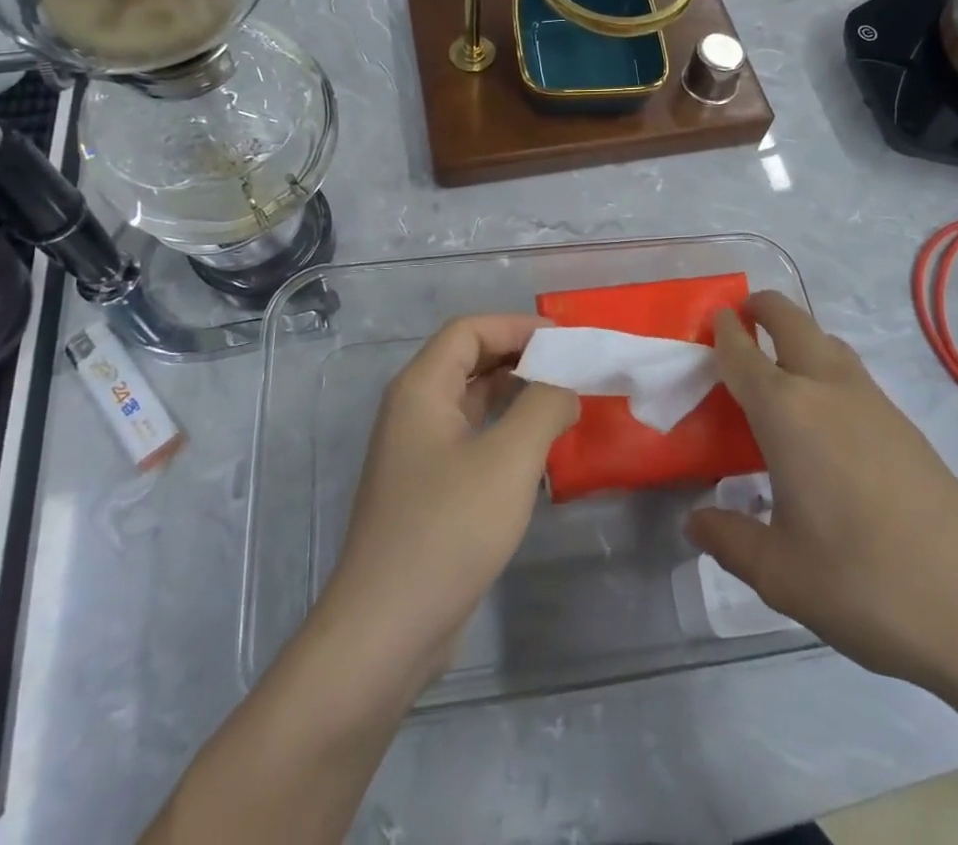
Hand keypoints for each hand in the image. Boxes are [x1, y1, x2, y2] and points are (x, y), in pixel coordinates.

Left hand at [318, 314, 578, 687]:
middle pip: (468, 360)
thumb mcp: (509, 460)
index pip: (468, 330)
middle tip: (571, 367)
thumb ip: (544, 407)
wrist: (386, 630)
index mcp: (421, 389)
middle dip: (519, 356)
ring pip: (470, 401)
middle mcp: (413, 410)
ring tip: (563, 400)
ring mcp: (417, 452)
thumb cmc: (448, 530)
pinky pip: (470, 438)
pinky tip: (538, 448)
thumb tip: (565, 387)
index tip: (564, 339)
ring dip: (514, 394)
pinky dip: (504, 429)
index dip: (516, 326)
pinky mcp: (427, 489)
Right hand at [686, 293, 957, 699]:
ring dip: (799, 337)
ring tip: (779, 372)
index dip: (724, 330)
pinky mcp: (906, 426)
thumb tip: (696, 522)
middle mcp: (828, 389)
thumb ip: (729, 539)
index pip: (743, 353)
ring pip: (828, 343)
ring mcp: (874, 403)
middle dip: (764, 308)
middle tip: (741, 321)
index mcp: (787, 411)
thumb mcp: (779, 573)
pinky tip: (824, 420)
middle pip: (792, 321)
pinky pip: (852, 375)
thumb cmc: (863, 581)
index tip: (711, 320)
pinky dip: (826, 369)